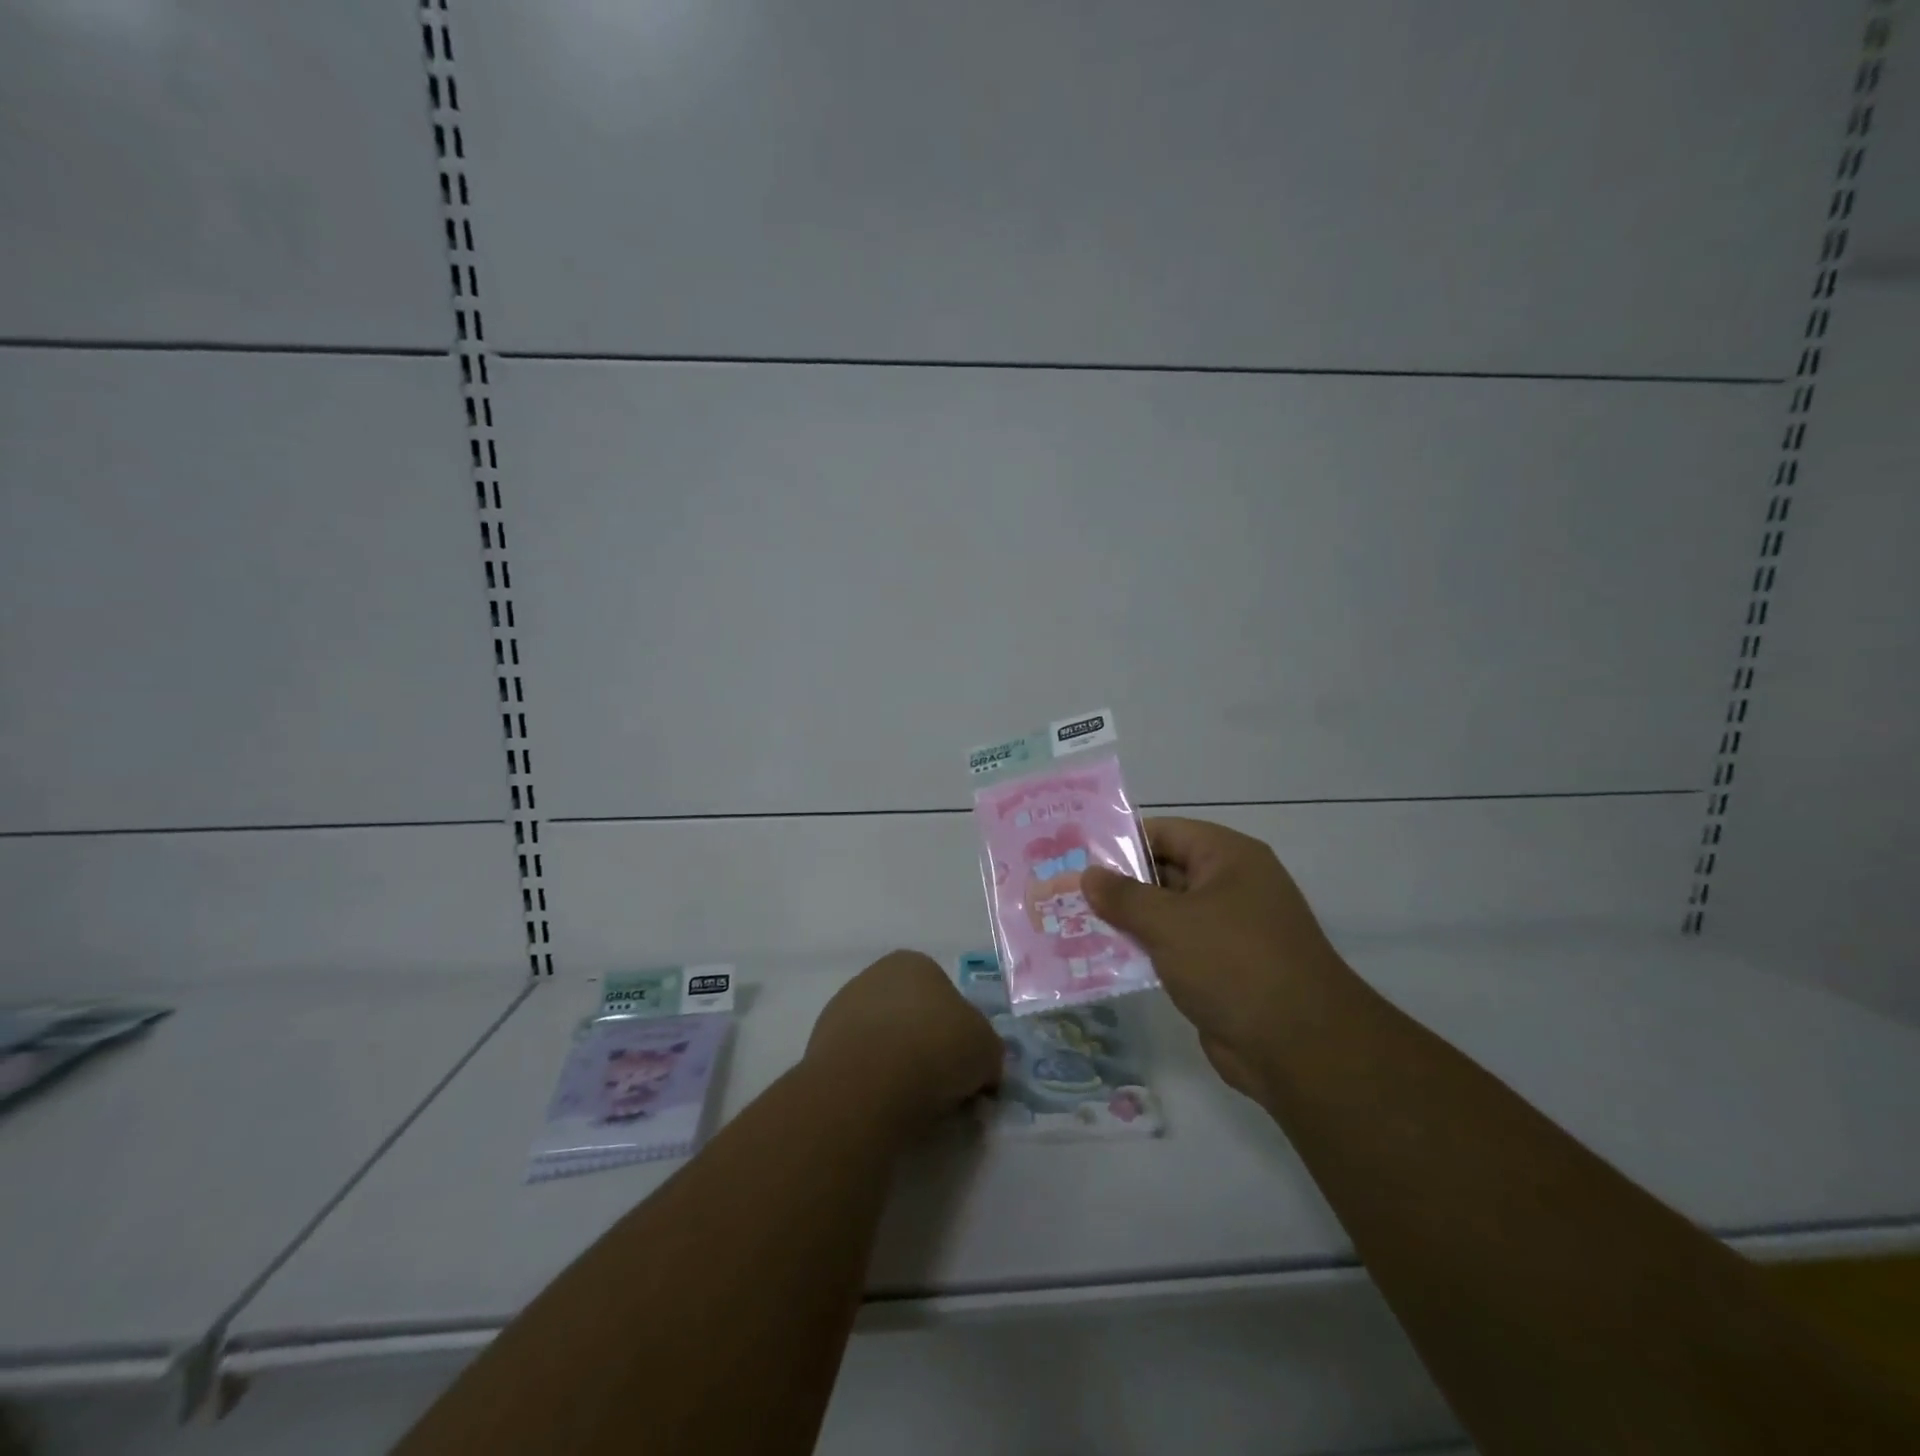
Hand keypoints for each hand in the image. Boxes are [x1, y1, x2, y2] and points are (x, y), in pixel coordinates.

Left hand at [805, 950, 1003, 1132]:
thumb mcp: (988, 1050)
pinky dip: (870, 1083)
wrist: (870, 1081)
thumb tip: (981, 1069)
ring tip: (910, 1104)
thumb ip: (987, 1052)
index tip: (965, 1067)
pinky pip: (858, 1065)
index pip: (945, 995)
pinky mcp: (819, 1046)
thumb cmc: (938, 1048)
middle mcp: (874, 975)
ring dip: (896, 1065)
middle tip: (942, 1088)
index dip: (960, 1033)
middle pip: (910, 1015)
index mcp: (915, 963)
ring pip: (882, 1040)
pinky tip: (880, 1105)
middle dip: (925, 1046)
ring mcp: (841, 1009)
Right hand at [1083, 817, 1349, 1098]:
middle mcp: (1231, 885)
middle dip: (1117, 883)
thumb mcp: (1169, 922)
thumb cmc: (1233, 963)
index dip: (1120, 841)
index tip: (1075, 854)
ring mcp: (1229, 929)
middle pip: (1164, 871)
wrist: (1299, 1047)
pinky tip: (1102, 957)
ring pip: (1166, 913)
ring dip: (1127, 920)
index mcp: (1228, 857)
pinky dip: (1144, 949)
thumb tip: (1089, 874)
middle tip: (1064, 889)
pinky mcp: (1222, 968)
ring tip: (1071, 922)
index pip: (1164, 832)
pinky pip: (1175, 947)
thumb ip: (1123, 896)